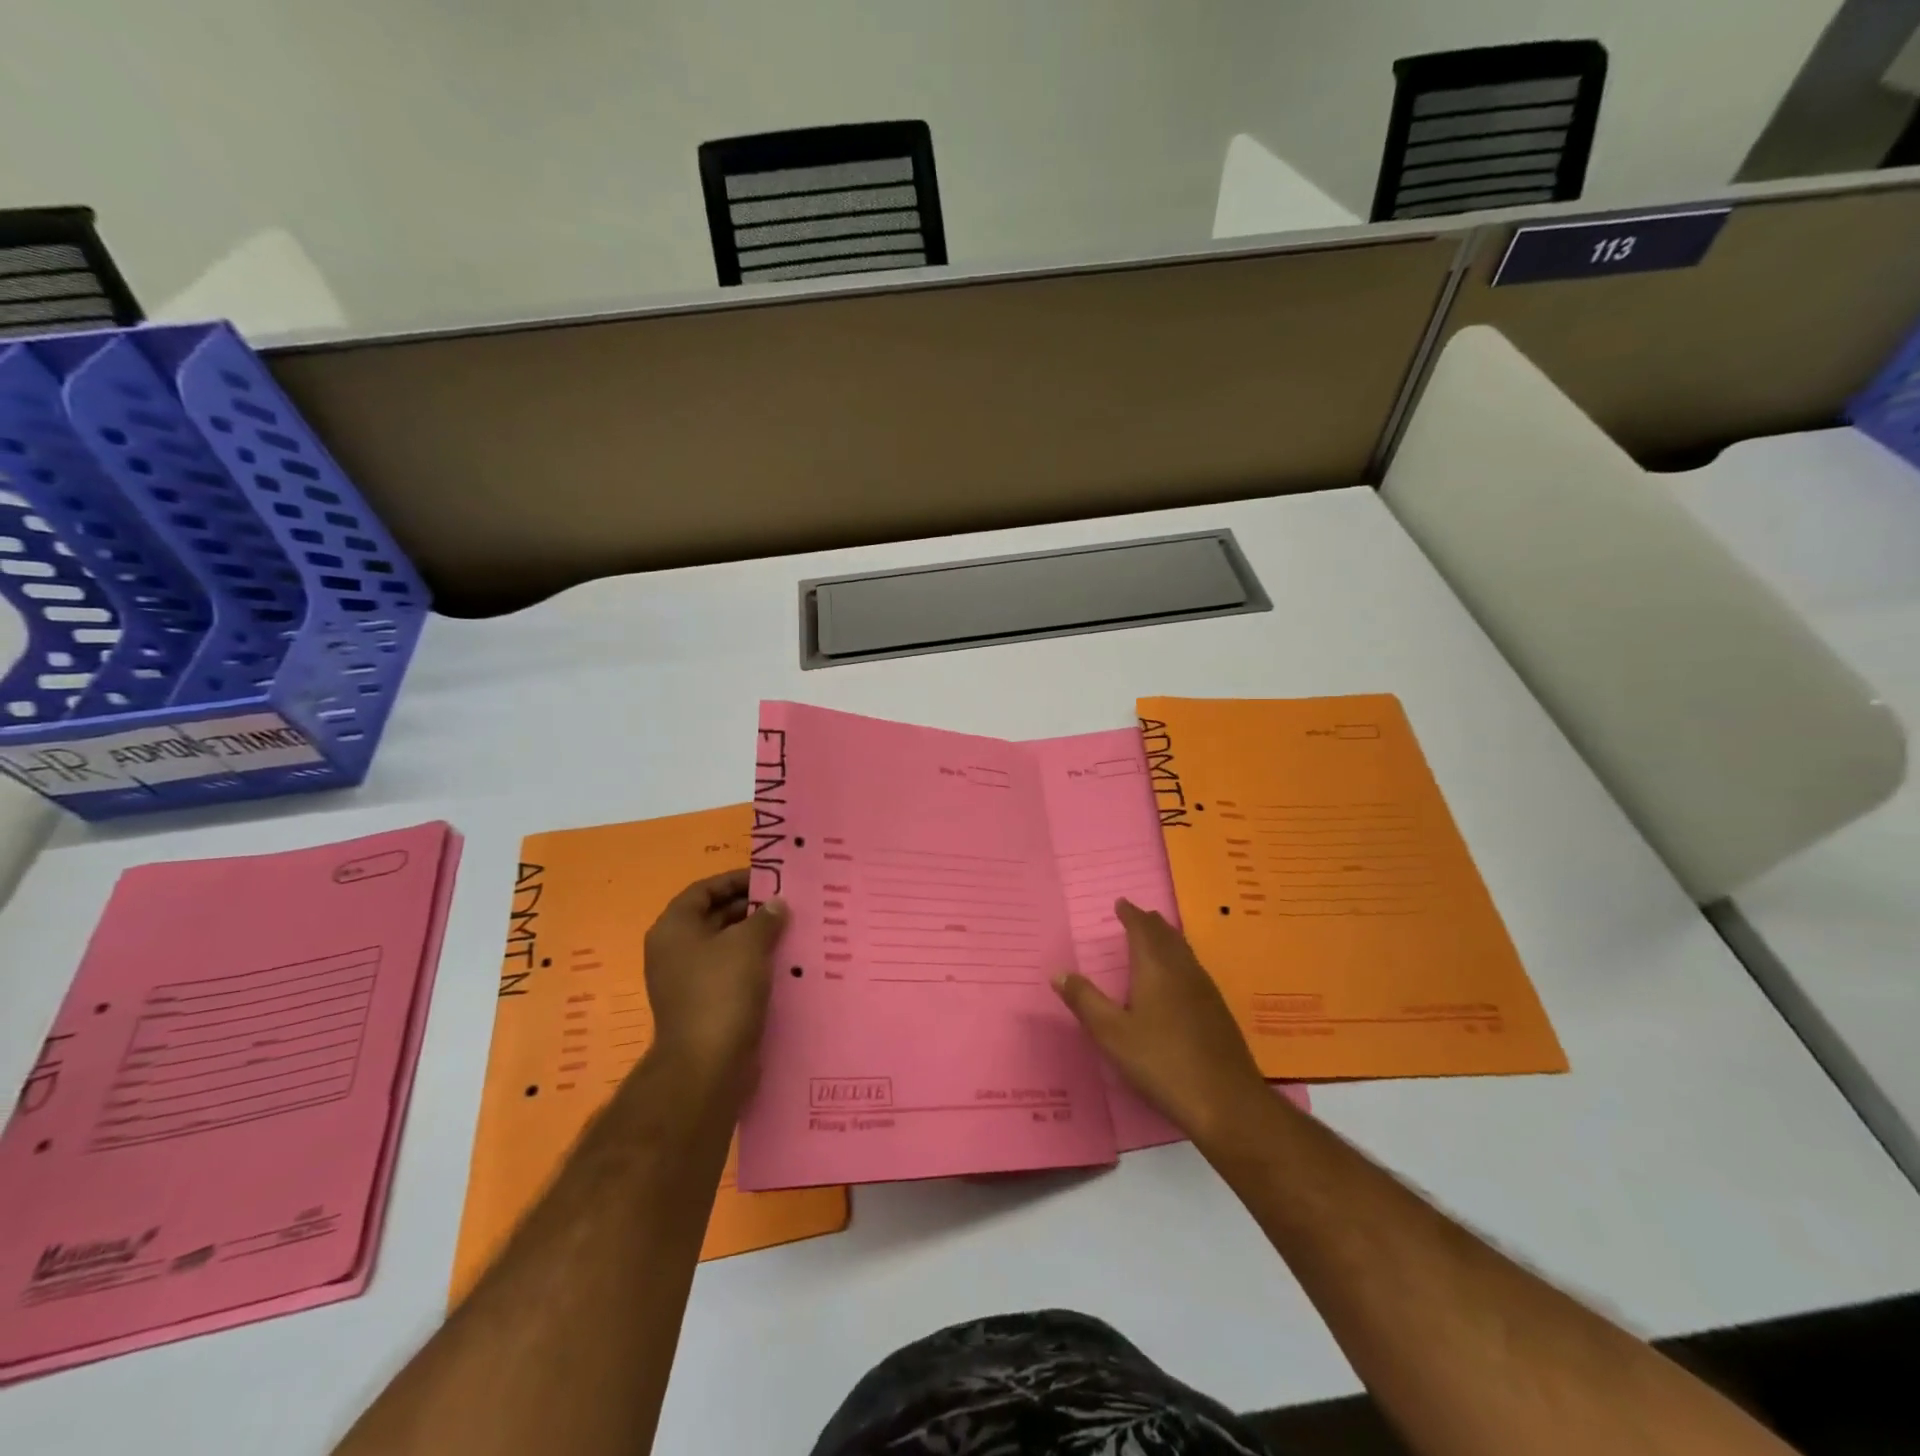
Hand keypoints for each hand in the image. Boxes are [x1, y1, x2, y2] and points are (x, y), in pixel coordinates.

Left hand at [643, 870, 787, 1092]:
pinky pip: (731, 973)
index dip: (736, 880)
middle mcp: (674, 951)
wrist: (707, 1065)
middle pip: (714, 916)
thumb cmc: (722, 991)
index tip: (770, 878)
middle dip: (751, 909)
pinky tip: (784, 962)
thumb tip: (777, 904)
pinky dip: (754, 964)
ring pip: (726, 947)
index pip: (704, 890)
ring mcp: (688, 981)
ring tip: (792, 930)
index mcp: (674, 929)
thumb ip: (765, 917)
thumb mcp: (748, 944)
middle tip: (788, 903)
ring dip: (756, 937)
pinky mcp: (705, 1005)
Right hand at [1053, 899, 1270, 1144]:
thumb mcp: (1112, 1034)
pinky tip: (1179, 979)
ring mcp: (1205, 991)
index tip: (1120, 904)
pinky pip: (1194, 969)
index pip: (1142, 930)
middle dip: (1150, 923)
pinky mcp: (1218, 1012)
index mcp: (1156, 969)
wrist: (1227, 1101)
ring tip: (1156, 939)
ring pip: (1184, 952)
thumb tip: (1058, 972)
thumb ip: (1085, 1001)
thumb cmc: (1162, 1063)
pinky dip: (1180, 959)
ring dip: (1167, 939)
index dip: (1130, 915)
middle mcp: (1183, 971)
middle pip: (1167, 936)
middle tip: (1137, 916)